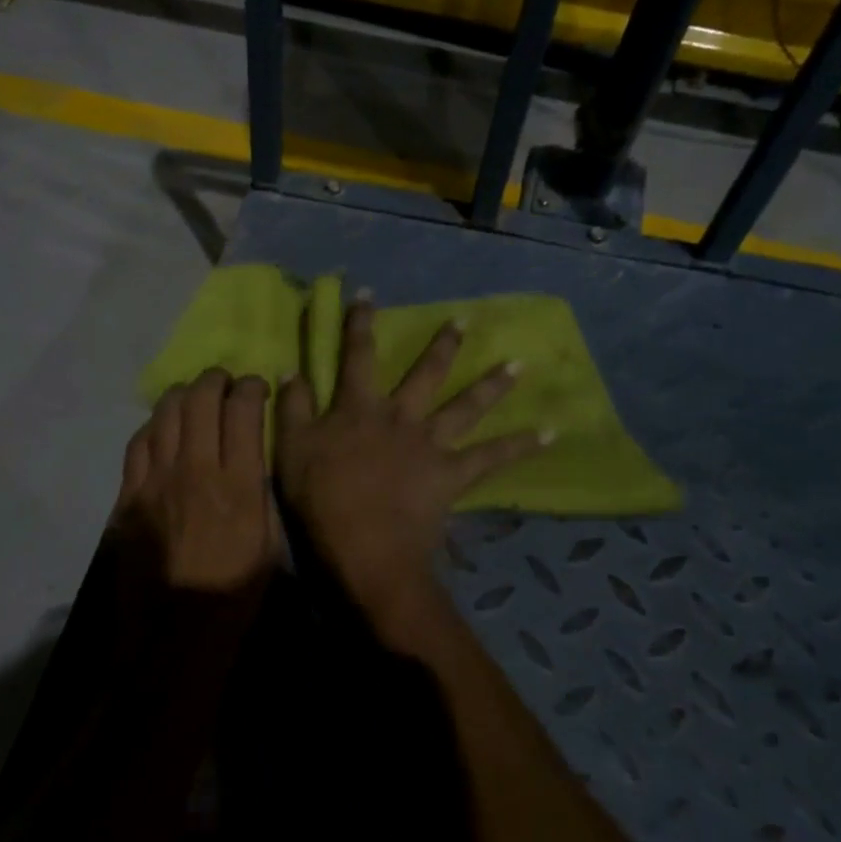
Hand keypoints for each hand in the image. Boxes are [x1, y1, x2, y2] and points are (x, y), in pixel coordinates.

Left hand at [117, 367, 276, 592]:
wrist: (175, 630)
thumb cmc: (234, 593)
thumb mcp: (270, 543)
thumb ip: (261, 492)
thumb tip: (255, 458)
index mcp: (238, 483)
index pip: (243, 410)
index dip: (252, 388)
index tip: (258, 388)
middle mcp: (196, 468)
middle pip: (200, 400)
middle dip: (216, 380)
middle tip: (225, 382)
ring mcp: (156, 480)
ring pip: (164, 413)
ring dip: (182, 395)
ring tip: (192, 396)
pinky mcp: (129, 495)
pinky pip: (138, 443)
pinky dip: (153, 426)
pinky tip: (161, 428)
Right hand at [276, 293, 546, 631]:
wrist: (365, 546)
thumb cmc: (322, 500)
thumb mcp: (291, 450)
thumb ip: (291, 408)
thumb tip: (292, 369)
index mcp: (358, 409)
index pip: (358, 357)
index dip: (361, 325)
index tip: (368, 295)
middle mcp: (400, 416)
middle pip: (425, 374)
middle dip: (443, 346)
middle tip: (463, 322)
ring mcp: (430, 444)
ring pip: (466, 406)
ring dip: (492, 384)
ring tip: (519, 365)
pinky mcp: (452, 474)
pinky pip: (491, 457)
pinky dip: (520, 445)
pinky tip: (549, 433)